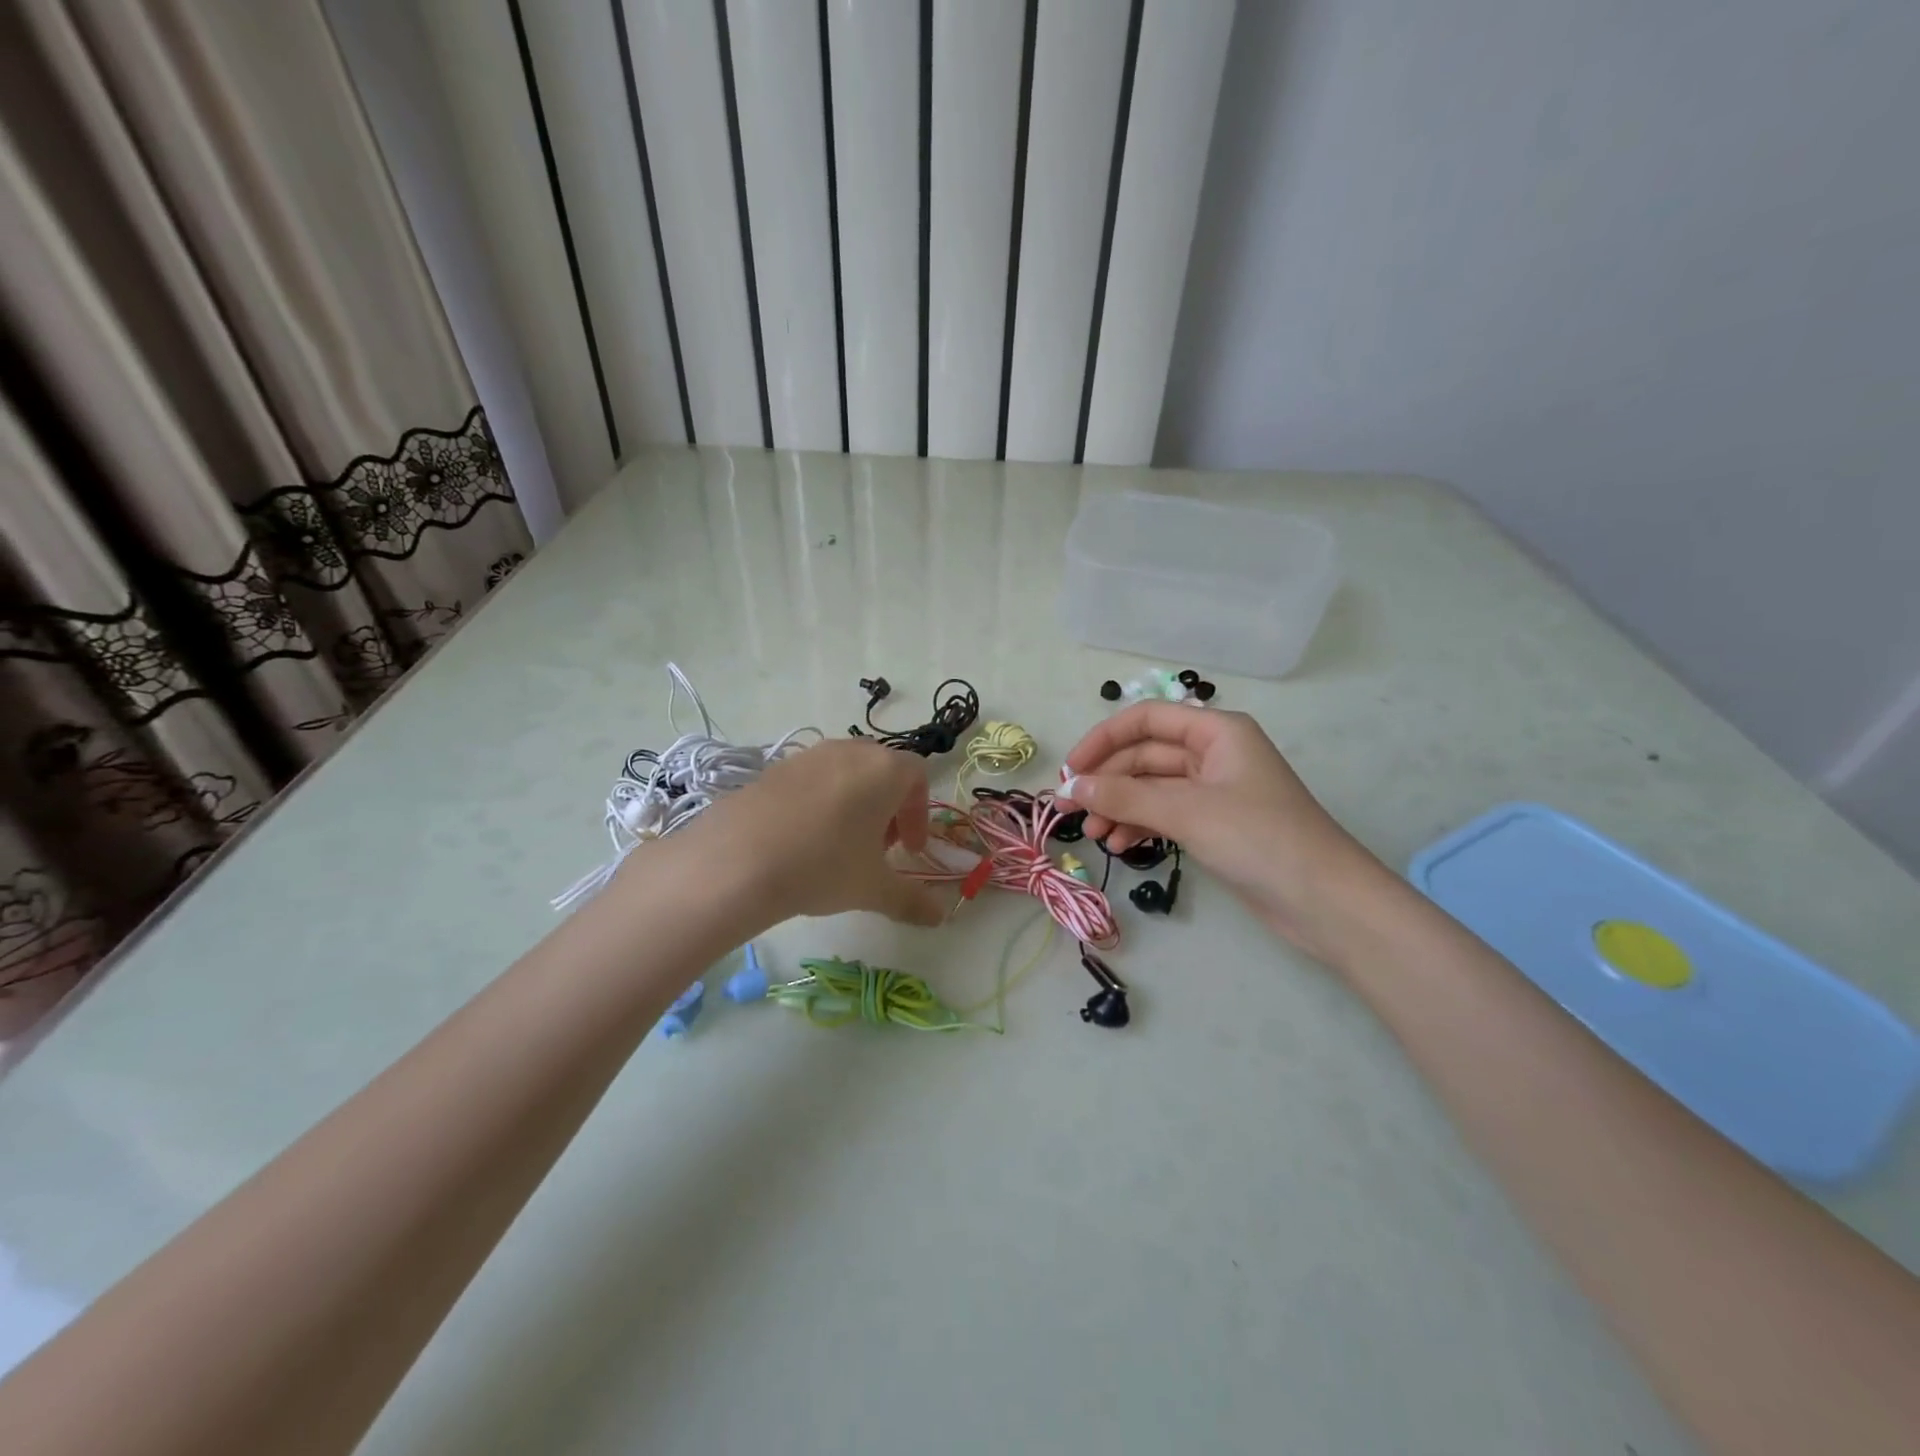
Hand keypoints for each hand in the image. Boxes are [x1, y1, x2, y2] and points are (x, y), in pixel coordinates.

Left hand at [666, 738, 946, 928]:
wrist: (737, 859)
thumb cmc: (823, 865)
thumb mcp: (873, 888)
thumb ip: (911, 900)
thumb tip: (939, 917)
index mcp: (884, 769)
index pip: (917, 776)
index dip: (920, 813)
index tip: (910, 850)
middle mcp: (850, 751)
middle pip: (882, 770)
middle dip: (889, 807)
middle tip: (880, 847)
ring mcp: (809, 755)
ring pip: (846, 773)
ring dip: (855, 803)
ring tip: (840, 845)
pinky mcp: (774, 767)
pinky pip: (811, 780)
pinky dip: (820, 802)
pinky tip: (803, 840)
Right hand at [1059, 703, 1397, 964]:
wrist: (1325, 901)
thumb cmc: (1259, 839)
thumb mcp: (1186, 811)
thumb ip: (1125, 795)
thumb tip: (1071, 786)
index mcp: (1217, 731)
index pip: (1146, 720)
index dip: (1102, 740)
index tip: (1070, 772)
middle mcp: (1214, 754)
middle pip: (1145, 755)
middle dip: (1106, 780)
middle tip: (1069, 810)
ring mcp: (1215, 790)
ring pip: (1151, 787)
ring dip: (1119, 806)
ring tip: (1094, 834)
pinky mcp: (1215, 824)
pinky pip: (1165, 813)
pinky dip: (1140, 824)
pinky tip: (1119, 844)